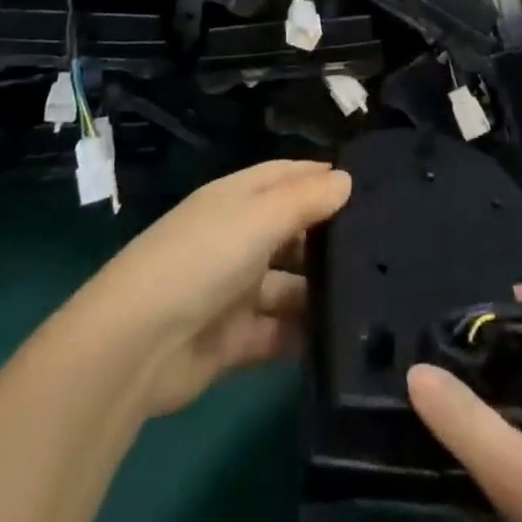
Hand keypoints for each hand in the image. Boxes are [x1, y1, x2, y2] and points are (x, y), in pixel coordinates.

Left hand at [65, 159, 351, 417]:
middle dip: (328, 236)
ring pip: (290, 284)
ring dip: (320, 290)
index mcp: (238, 198)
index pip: (288, 176)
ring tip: (374, 296)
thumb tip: (346, 179)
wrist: (137, 346)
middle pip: (292, 229)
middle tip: (384, 247)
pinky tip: (344, 338)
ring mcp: (236, 289)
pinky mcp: (235, 340)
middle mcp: (238, 236)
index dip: (323, 177)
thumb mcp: (259, 216)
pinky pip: (280, 332)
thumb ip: (306, 199)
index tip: (370, 186)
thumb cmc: (203, 258)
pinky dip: (305, 334)